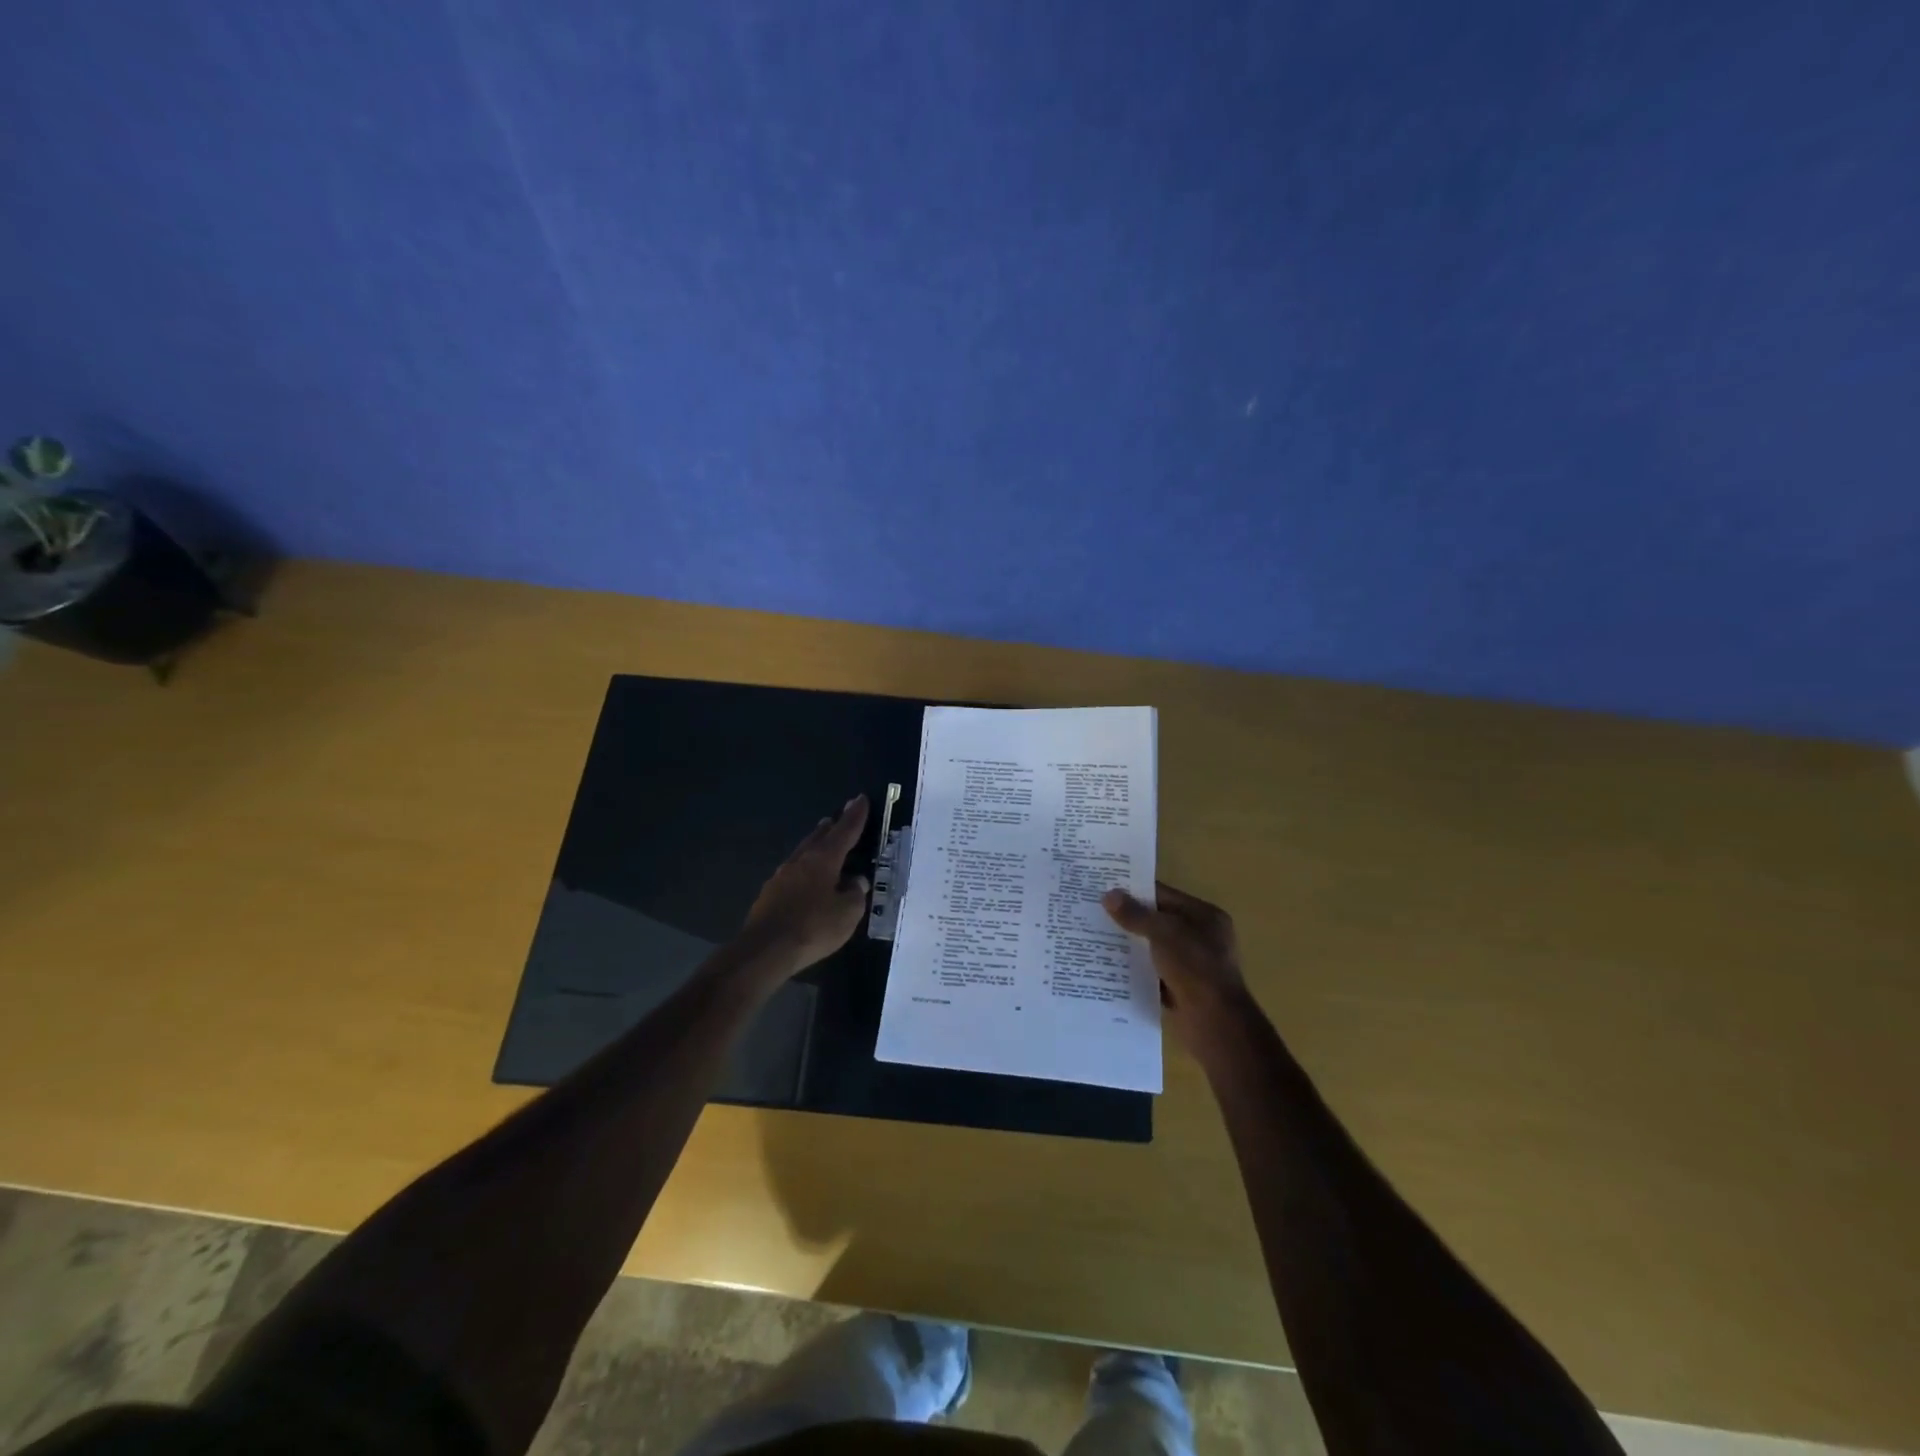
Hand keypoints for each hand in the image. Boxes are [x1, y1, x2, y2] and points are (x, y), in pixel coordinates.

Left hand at [739, 794, 871, 977]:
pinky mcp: (770, 893)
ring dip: (815, 842)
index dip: (855, 816)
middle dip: (832, 825)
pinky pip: (793, 871)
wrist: (765, 950)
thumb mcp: (847, 914)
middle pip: (819, 836)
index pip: (844, 831)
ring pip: (803, 851)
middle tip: (840, 815)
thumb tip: (856, 880)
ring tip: (823, 837)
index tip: (860, 798)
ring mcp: (781, 876)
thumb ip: (856, 894)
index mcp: (823, 859)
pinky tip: (806, 876)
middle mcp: (801, 860)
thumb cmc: (813, 928)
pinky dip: (804, 866)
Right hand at [1103, 881, 1250, 1055]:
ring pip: (1153, 947)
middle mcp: (1201, 936)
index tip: (1104, 887)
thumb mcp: (1163, 933)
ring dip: (1130, 945)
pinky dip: (1136, 969)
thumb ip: (1136, 914)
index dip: (1135, 890)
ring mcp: (1192, 964)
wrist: (1214, 1022)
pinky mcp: (1181, 988)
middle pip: (1158, 920)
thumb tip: (1108, 895)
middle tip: (1094, 911)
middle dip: (1129, 918)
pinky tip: (1109, 966)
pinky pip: (1153, 971)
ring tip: (1094, 937)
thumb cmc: (1194, 967)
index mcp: (1204, 916)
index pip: (1164, 895)